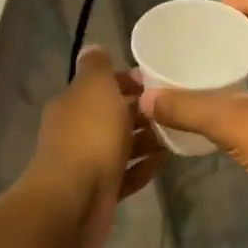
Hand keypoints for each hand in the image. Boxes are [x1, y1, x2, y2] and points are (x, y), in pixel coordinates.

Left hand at [26, 45, 162, 247]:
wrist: (74, 199)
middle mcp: (76, 131)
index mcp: (73, 104)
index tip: (158, 82)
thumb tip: (94, 48)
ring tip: (175, 136)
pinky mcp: (100, 191)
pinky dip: (143, 168)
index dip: (128, 81)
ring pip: (121, 146)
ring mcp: (87, 163)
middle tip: (174, 110)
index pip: (102, 85)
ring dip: (146, 141)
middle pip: (113, 116)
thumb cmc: (89, 136)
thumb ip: (97, 66)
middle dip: (142, 112)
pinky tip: (163, 163)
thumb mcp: (95, 87)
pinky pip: (126, 174)